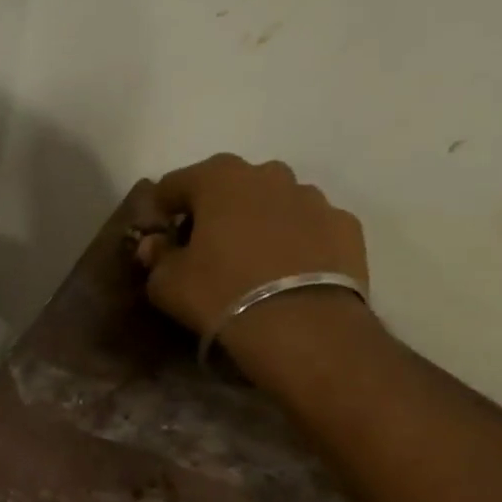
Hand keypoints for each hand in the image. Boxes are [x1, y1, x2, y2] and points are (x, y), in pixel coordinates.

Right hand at [135, 155, 371, 374]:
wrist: (300, 326)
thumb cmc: (220, 294)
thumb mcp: (167, 283)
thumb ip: (157, 257)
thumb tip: (155, 245)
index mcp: (219, 178)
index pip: (175, 182)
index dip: (162, 209)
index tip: (160, 236)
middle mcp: (269, 175)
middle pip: (231, 186)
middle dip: (215, 210)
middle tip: (206, 247)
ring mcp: (313, 198)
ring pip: (274, 203)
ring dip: (259, 222)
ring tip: (251, 263)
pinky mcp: (346, 226)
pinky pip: (309, 228)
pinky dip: (296, 242)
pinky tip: (288, 273)